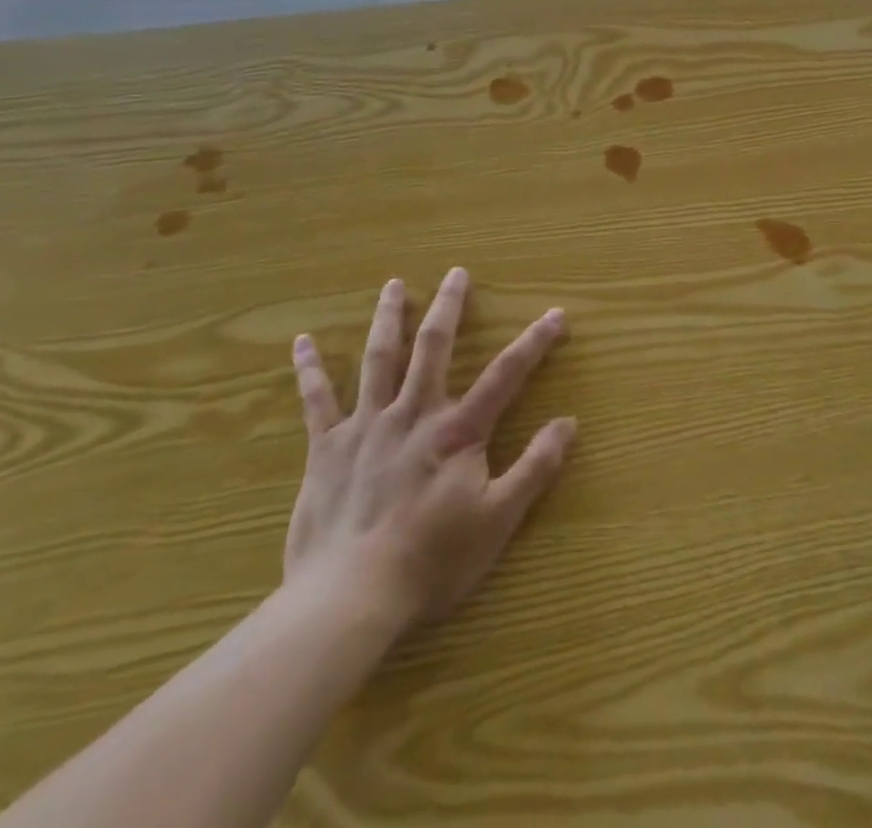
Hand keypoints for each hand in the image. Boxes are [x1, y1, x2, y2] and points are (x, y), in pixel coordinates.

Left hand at [283, 268, 576, 638]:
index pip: (506, 374)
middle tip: (456, 273)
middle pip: (433, 347)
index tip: (556, 314)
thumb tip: (569, 423)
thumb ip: (535, 467)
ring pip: (378, 359)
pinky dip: (309, 369)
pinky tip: (302, 342)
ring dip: (387, 318)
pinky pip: (317, 400)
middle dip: (448, 306)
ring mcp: (366, 426)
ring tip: (393, 285)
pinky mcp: (326, 448)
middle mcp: (412, 413)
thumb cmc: (431, 561)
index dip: (534, 342)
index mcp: (457, 431)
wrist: (349, 599)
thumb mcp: (498, 519)